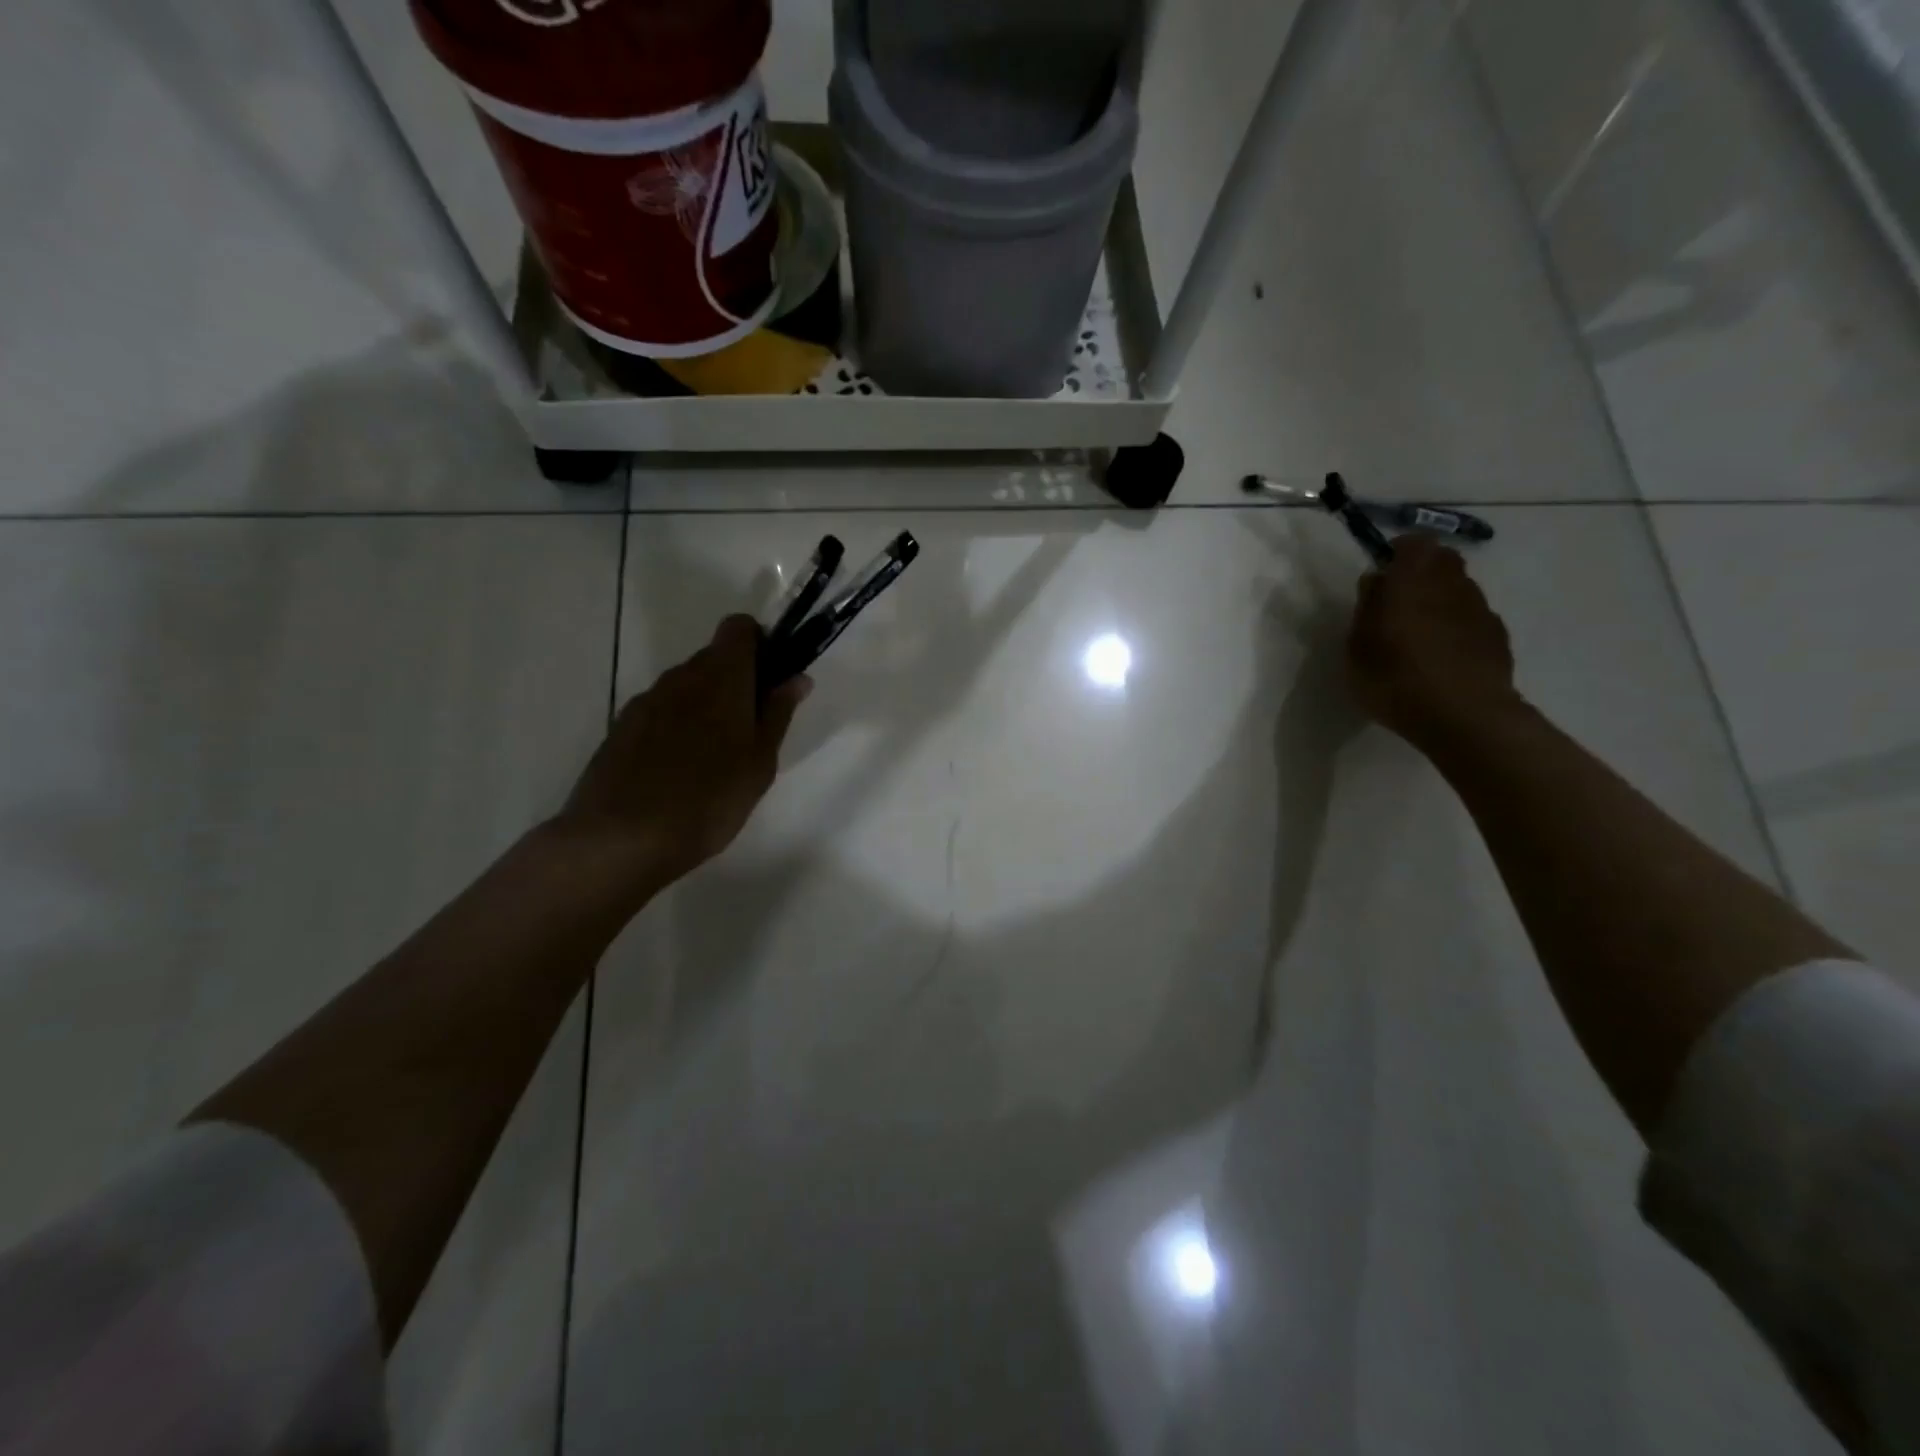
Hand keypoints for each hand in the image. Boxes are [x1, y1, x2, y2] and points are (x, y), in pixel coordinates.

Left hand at [558, 615, 808, 891]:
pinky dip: (676, 726)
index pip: (739, 628)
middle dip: (735, 681)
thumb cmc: (709, 800)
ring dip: (705, 705)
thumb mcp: (760, 763)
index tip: (771, 680)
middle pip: (713, 658)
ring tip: (713, 758)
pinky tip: (678, 770)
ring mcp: (646, 701)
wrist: (621, 838)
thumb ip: (778, 714)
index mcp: (721, 678)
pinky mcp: (621, 727)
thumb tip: (797, 677)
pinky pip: (660, 711)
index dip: (759, 644)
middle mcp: (681, 677)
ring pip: (685, 686)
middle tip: (750, 731)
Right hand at [1347, 538, 1518, 747]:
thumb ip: (1367, 607)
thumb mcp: (1357, 646)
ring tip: (1419, 634)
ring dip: (1439, 599)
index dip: (1398, 553)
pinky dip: (1456, 626)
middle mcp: (1452, 584)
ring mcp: (1480, 609)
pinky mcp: (1497, 636)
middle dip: (1421, 572)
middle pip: (1442, 561)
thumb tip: (1377, 580)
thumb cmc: (1395, 678)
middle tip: (1398, 601)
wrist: (1463, 716)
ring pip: (1458, 589)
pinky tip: (1442, 656)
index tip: (1382, 573)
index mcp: (1413, 580)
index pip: (1413, 543)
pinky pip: (1472, 618)